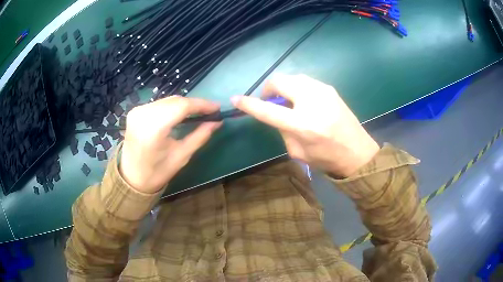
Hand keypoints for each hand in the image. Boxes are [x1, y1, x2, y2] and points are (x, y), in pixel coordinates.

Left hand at [120, 96, 221, 193]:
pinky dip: (172, 106)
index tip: (217, 108)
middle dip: (194, 104)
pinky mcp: (135, 111)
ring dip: (183, 104)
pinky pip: (159, 104)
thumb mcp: (181, 157)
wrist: (131, 178)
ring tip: (197, 112)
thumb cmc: (156, 172)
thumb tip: (217, 122)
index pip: (181, 106)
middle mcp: (143, 114)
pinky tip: (180, 114)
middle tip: (209, 111)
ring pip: (167, 100)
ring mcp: (137, 111)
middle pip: (174, 101)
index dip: (201, 105)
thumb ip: (199, 136)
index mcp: (153, 128)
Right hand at [232, 74, 378, 177]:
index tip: (235, 99)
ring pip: (293, 77)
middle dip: (269, 88)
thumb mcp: (298, 152)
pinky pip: (306, 81)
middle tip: (269, 101)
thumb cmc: (327, 158)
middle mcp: (313, 102)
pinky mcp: (331, 89)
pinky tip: (302, 100)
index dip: (249, 104)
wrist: (358, 153)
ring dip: (284, 87)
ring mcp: (324, 92)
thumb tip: (275, 112)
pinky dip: (297, 87)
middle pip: (280, 81)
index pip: (268, 110)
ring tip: (287, 101)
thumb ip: (283, 129)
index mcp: (304, 125)